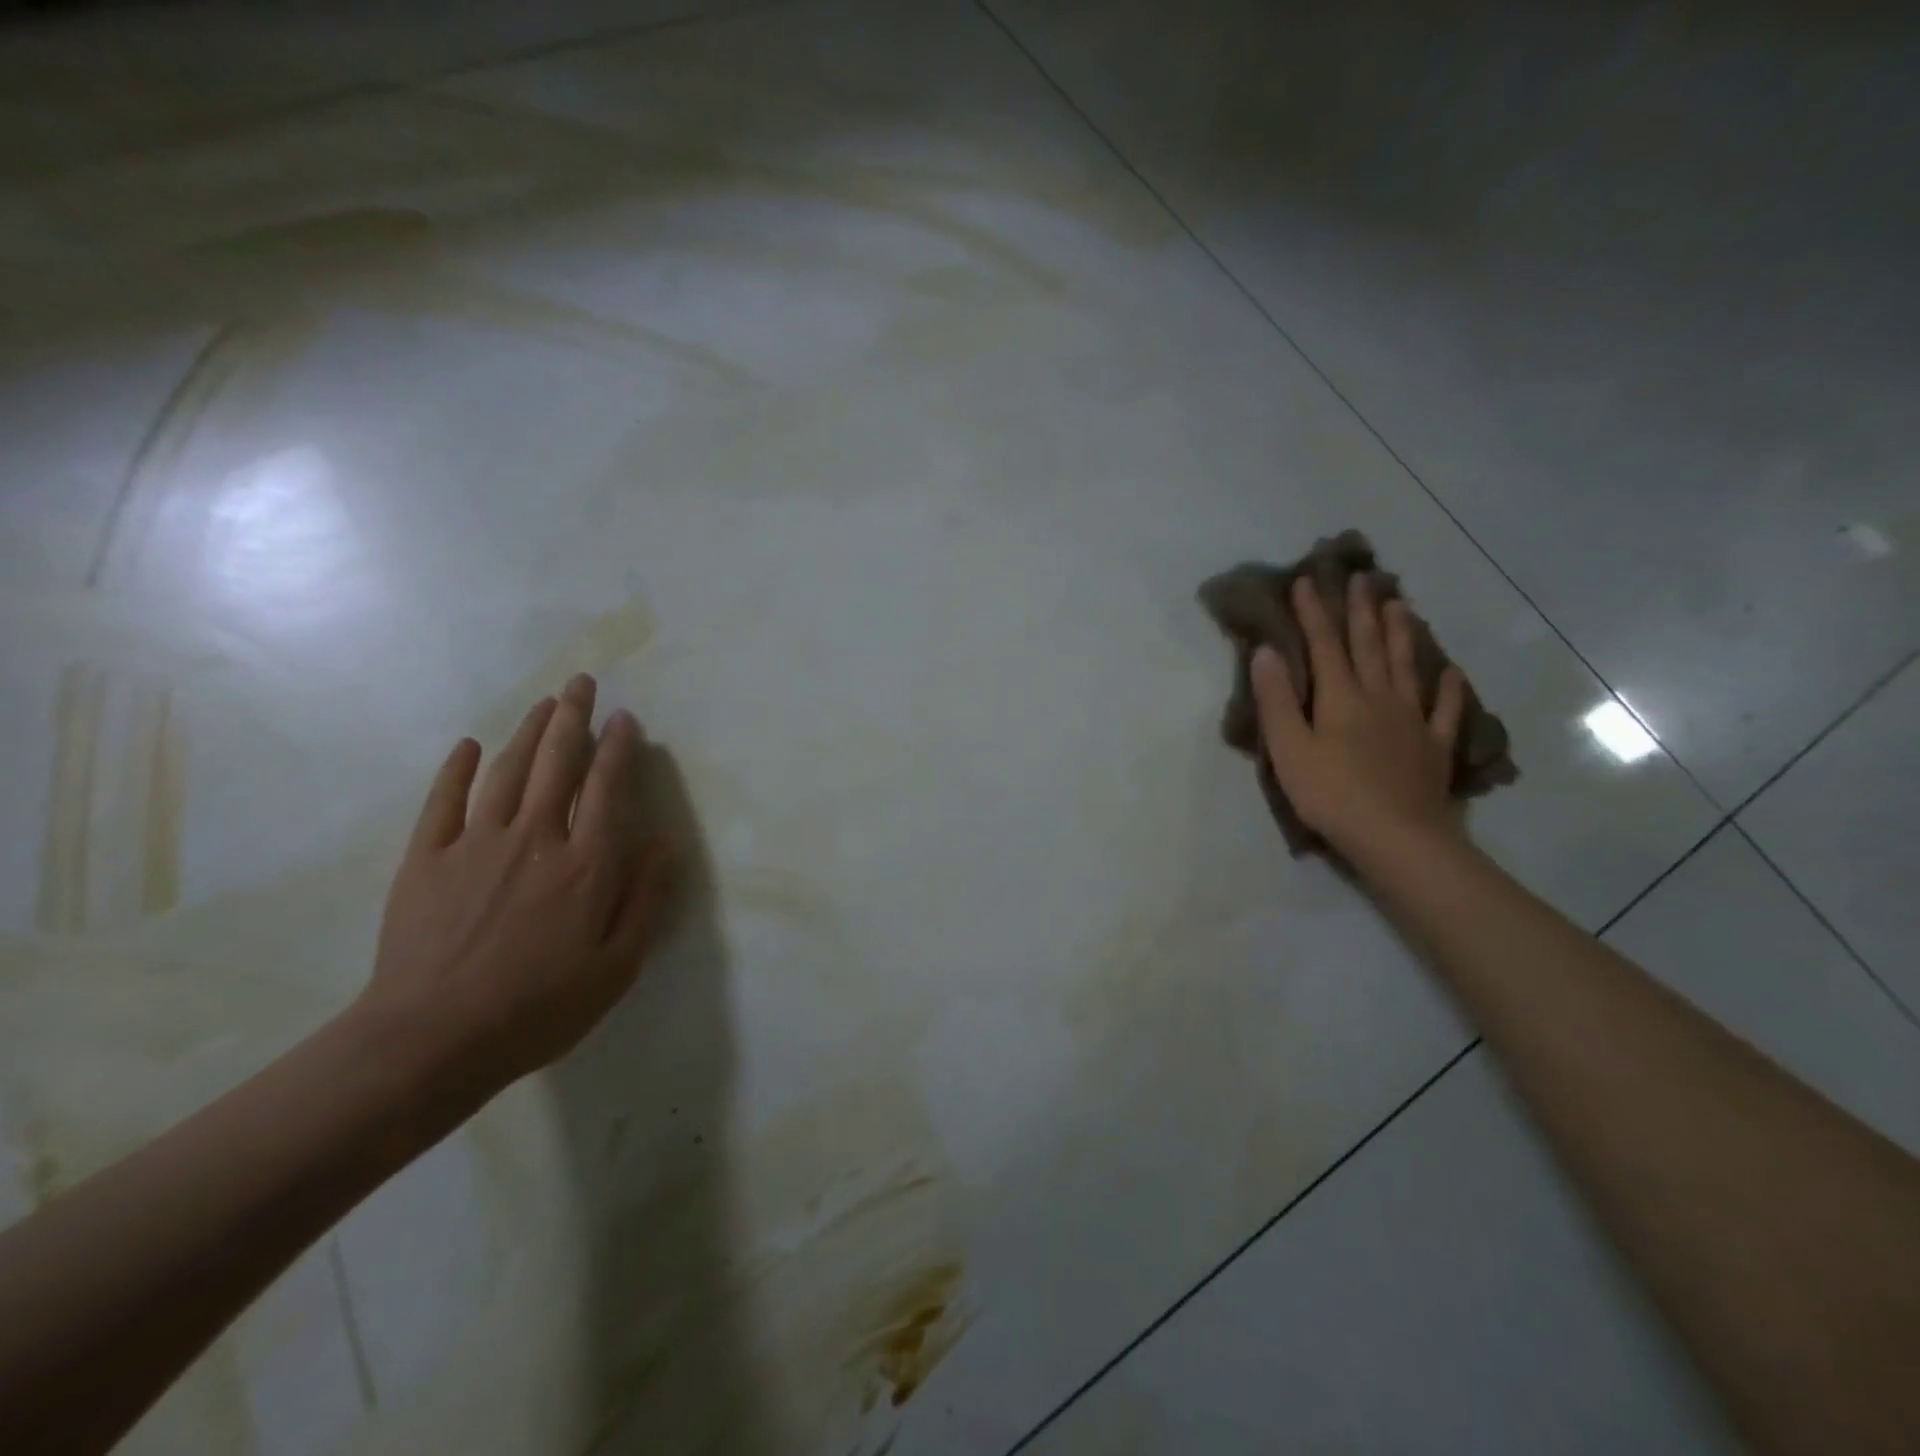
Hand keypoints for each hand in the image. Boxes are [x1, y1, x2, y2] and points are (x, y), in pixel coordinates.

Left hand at [359, 674, 673, 1094]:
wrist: (432, 1040)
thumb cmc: (540, 1008)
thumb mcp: (617, 966)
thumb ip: (645, 898)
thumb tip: (664, 841)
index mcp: (586, 865)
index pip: (608, 790)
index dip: (618, 750)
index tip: (625, 720)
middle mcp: (536, 839)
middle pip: (558, 764)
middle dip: (573, 719)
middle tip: (582, 683)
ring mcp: (477, 844)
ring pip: (507, 772)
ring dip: (528, 732)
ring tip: (545, 703)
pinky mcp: (426, 859)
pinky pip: (444, 801)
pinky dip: (456, 769)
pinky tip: (468, 745)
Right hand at [1252, 574, 1467, 860]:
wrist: (1397, 838)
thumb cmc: (1331, 795)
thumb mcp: (1289, 749)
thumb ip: (1277, 700)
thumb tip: (1266, 652)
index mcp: (1340, 698)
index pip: (1323, 645)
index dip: (1314, 612)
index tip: (1307, 580)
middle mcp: (1378, 698)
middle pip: (1368, 646)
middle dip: (1361, 610)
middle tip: (1362, 577)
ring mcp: (1412, 720)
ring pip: (1406, 667)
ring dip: (1401, 634)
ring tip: (1400, 605)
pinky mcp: (1434, 746)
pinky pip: (1446, 710)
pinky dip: (1451, 689)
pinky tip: (1452, 673)